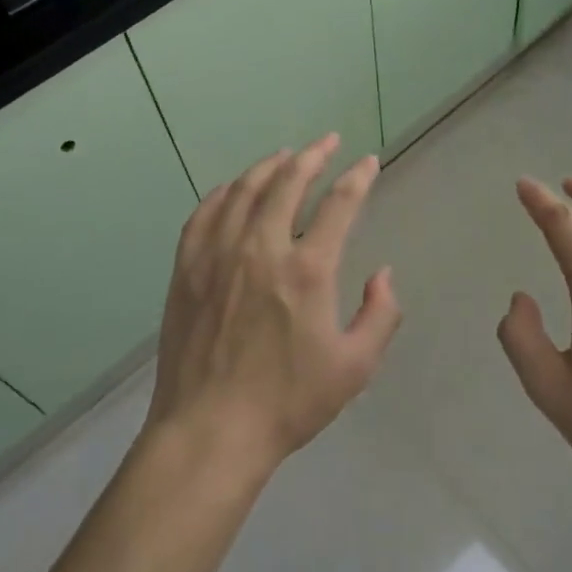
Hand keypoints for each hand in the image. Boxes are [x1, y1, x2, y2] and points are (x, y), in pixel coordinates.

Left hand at [145, 135, 402, 481]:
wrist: (210, 429)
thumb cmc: (288, 402)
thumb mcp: (354, 367)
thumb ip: (380, 315)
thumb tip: (383, 274)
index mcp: (307, 269)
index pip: (339, 204)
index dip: (357, 178)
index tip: (367, 162)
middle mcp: (261, 247)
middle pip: (288, 182)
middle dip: (312, 155)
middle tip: (326, 141)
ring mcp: (218, 253)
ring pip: (245, 190)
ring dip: (269, 166)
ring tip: (286, 156)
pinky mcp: (188, 267)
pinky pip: (205, 213)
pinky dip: (224, 192)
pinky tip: (234, 188)